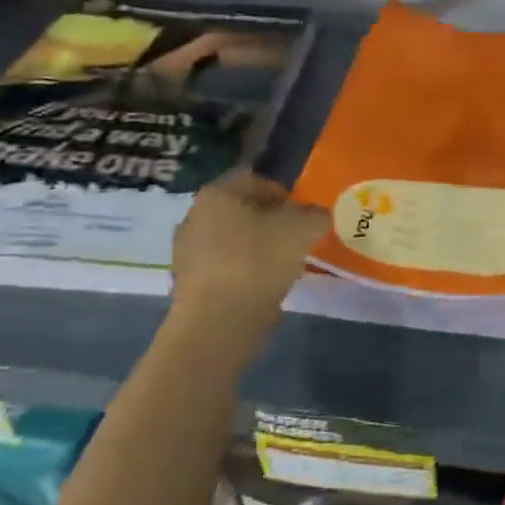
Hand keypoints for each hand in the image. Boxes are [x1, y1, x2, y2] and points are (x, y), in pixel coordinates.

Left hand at [168, 171, 328, 364]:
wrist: (218, 324)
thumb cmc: (258, 261)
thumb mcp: (302, 230)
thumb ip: (314, 215)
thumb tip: (317, 215)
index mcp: (217, 193)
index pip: (257, 180)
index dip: (285, 195)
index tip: (302, 216)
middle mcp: (194, 216)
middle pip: (242, 211)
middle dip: (270, 222)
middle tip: (295, 240)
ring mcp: (187, 252)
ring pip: (232, 240)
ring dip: (257, 248)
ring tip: (282, 267)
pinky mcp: (187, 284)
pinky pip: (224, 268)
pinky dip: (244, 272)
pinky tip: (262, 288)